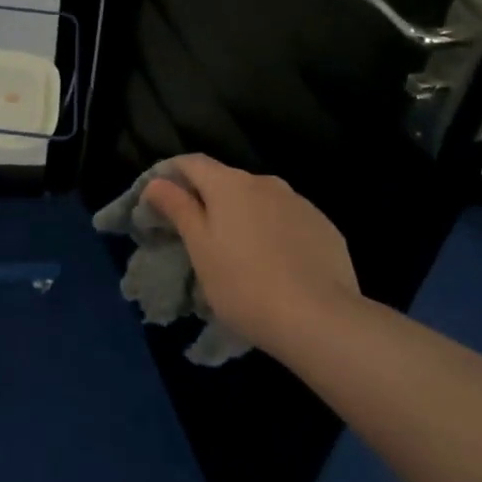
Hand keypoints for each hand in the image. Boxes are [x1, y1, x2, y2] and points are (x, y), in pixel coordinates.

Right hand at [143, 154, 360, 354]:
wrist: (320, 319)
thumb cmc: (244, 284)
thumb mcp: (200, 248)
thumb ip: (178, 209)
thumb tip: (157, 182)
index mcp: (230, 184)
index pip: (192, 162)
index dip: (171, 174)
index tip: (158, 199)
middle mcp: (266, 182)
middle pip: (227, 181)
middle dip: (208, 201)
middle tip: (196, 236)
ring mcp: (300, 203)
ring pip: (260, 202)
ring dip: (243, 217)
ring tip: (238, 255)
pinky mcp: (325, 227)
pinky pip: (288, 221)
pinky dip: (273, 233)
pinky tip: (274, 265)